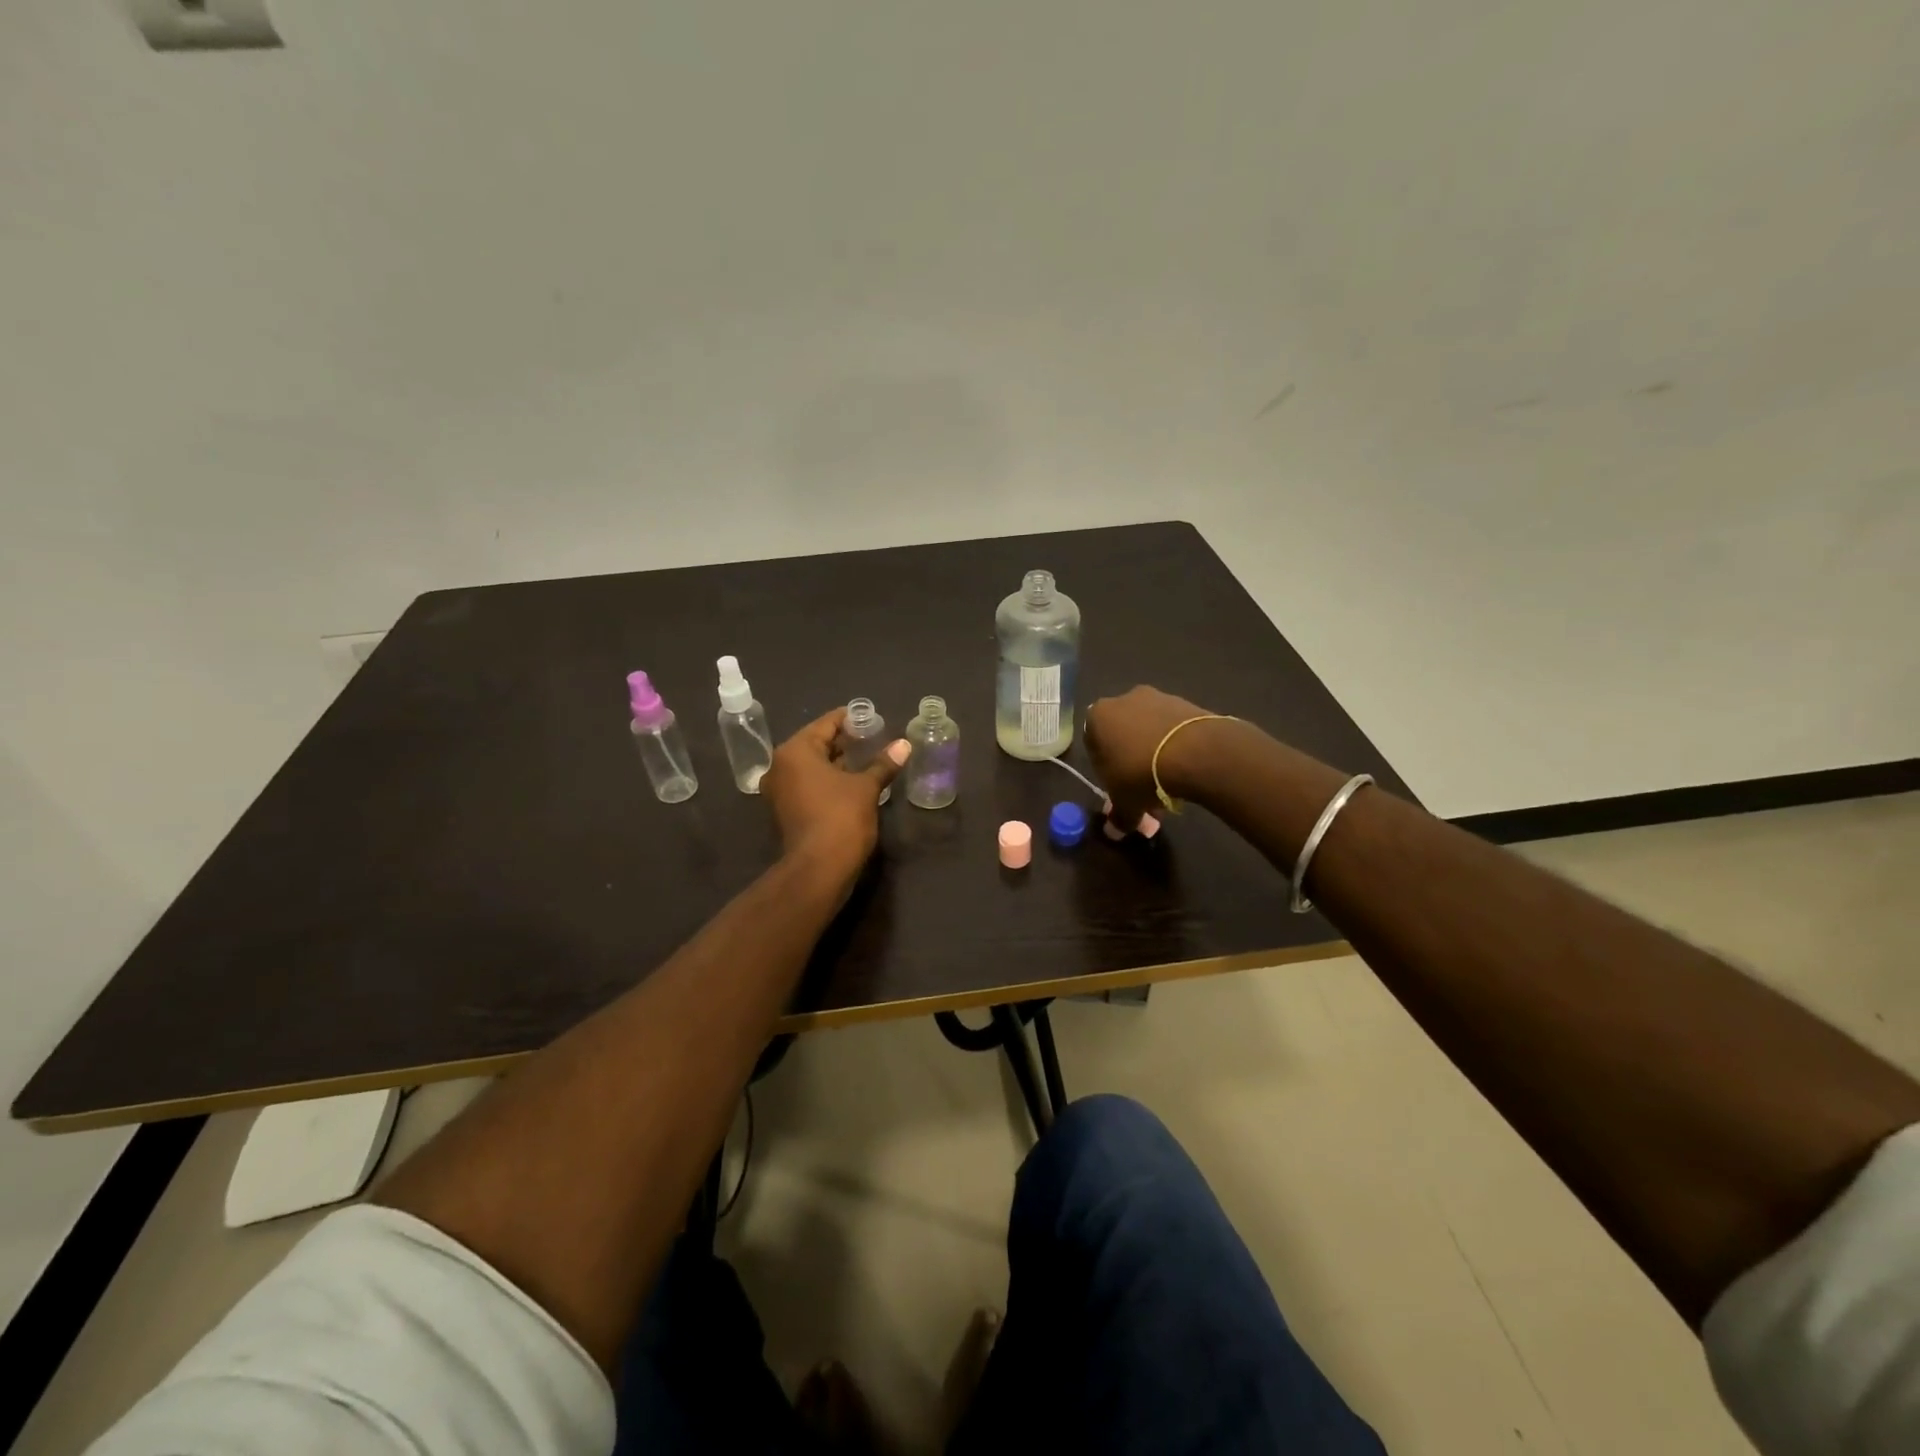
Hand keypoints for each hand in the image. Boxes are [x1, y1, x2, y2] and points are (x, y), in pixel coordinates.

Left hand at [761, 708, 907, 882]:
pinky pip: (809, 784)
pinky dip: (829, 781)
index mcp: (795, 751)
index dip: (852, 719)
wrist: (819, 870)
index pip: (826, 724)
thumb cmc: (841, 818)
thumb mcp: (866, 787)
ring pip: (813, 766)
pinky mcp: (786, 811)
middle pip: (816, 744)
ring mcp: (780, 790)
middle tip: (875, 739)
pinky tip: (854, 783)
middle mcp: (780, 766)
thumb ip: (883, 763)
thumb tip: (904, 745)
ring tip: (868, 760)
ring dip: (838, 763)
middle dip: (845, 742)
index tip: (873, 718)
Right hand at [1084, 686, 1223, 829]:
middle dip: (1131, 760)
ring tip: (1169, 781)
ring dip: (1155, 752)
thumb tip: (1113, 832)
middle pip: (1123, 734)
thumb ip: (1117, 817)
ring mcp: (1157, 697)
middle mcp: (1123, 700)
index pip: (1092, 744)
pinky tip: (1186, 768)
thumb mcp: (1125, 803)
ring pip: (1149, 730)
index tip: (1118, 787)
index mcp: (1097, 717)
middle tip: (1144, 788)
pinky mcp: (1186, 702)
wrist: (1195, 752)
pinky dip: (1176, 744)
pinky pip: (1174, 728)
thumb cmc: (1142, 774)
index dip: (1104, 769)